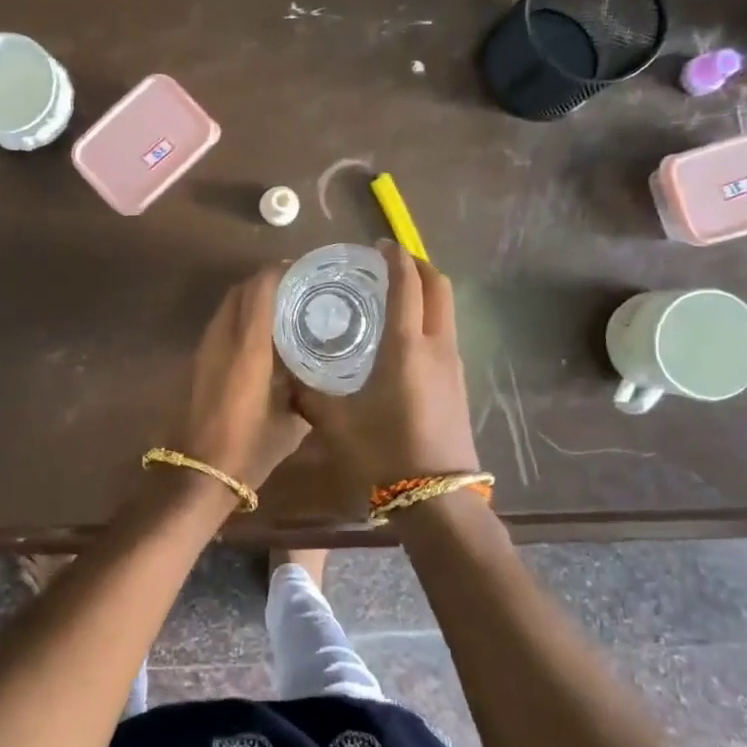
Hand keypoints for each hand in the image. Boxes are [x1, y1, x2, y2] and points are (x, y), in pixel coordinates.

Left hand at [179, 265, 309, 491]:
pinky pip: (222, 324)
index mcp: (248, 346)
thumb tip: (323, 376)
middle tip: (297, 288)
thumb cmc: (249, 447)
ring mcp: (207, 348)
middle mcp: (224, 338)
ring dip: (252, 299)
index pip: (260, 290)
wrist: (199, 470)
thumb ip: (307, 392)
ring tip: (283, 308)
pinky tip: (263, 337)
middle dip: (267, 281)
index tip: (304, 271)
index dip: (279, 273)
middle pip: (241, 291)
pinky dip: (242, 318)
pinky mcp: (200, 361)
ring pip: (229, 306)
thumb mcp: (291, 422)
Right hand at [293, 242, 478, 489]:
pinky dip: (431, 317)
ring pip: (447, 310)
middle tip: (390, 262)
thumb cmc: (384, 455)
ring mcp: (454, 365)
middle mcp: (437, 346)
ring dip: (427, 291)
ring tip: (396, 295)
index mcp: (407, 346)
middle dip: (418, 265)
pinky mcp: (460, 384)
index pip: (408, 284)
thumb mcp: (336, 422)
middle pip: (439, 286)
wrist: (437, 501)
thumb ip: (309, 392)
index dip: (395, 258)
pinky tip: (406, 337)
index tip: (378, 246)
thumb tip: (286, 373)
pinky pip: (447, 333)